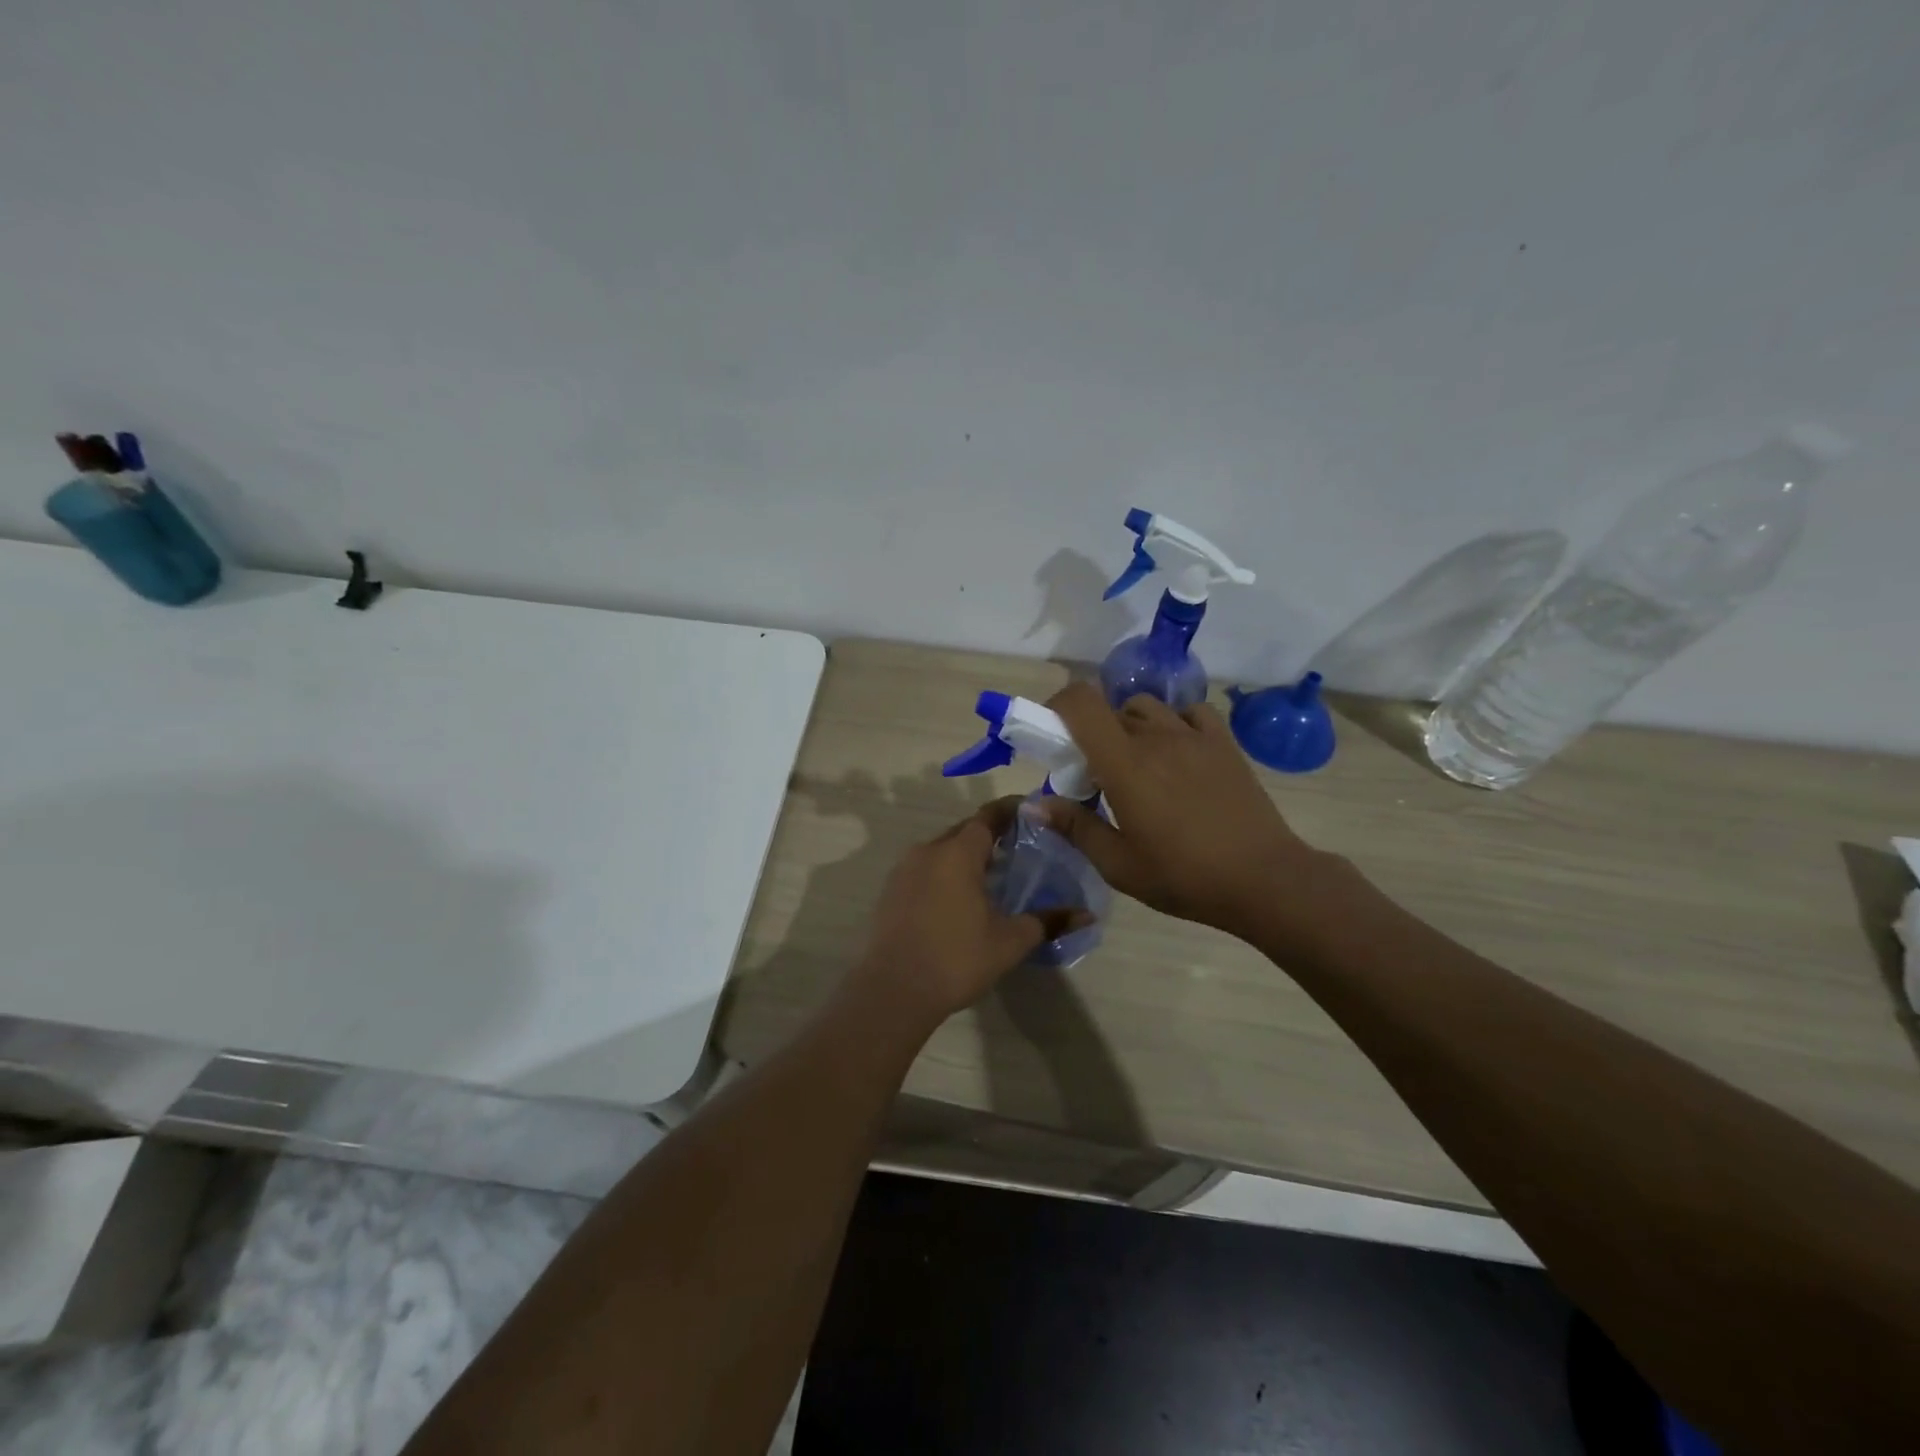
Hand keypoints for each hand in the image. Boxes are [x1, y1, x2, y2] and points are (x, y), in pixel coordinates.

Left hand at [848, 799, 1088, 1026]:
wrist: (893, 990)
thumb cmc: (956, 958)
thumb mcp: (1010, 941)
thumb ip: (1048, 921)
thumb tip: (1086, 915)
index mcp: (958, 853)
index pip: (988, 816)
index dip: (1011, 810)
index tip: (1032, 812)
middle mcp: (928, 850)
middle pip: (964, 831)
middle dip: (990, 834)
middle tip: (1018, 848)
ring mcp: (904, 869)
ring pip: (942, 849)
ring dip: (966, 854)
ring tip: (991, 874)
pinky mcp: (890, 890)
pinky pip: (924, 868)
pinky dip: (945, 871)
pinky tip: (958, 897)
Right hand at [1040, 683, 1327, 940]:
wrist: (1263, 880)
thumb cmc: (1184, 877)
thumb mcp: (1118, 864)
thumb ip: (1074, 827)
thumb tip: (1032, 806)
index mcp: (1124, 764)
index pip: (1081, 704)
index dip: (1058, 706)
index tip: (1052, 734)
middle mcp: (1156, 737)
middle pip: (1111, 710)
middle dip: (1092, 734)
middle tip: (1095, 775)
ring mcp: (1194, 736)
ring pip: (1147, 708)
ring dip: (1129, 726)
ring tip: (1135, 763)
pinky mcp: (1223, 742)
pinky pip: (1189, 713)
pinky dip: (1173, 722)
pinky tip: (1176, 752)